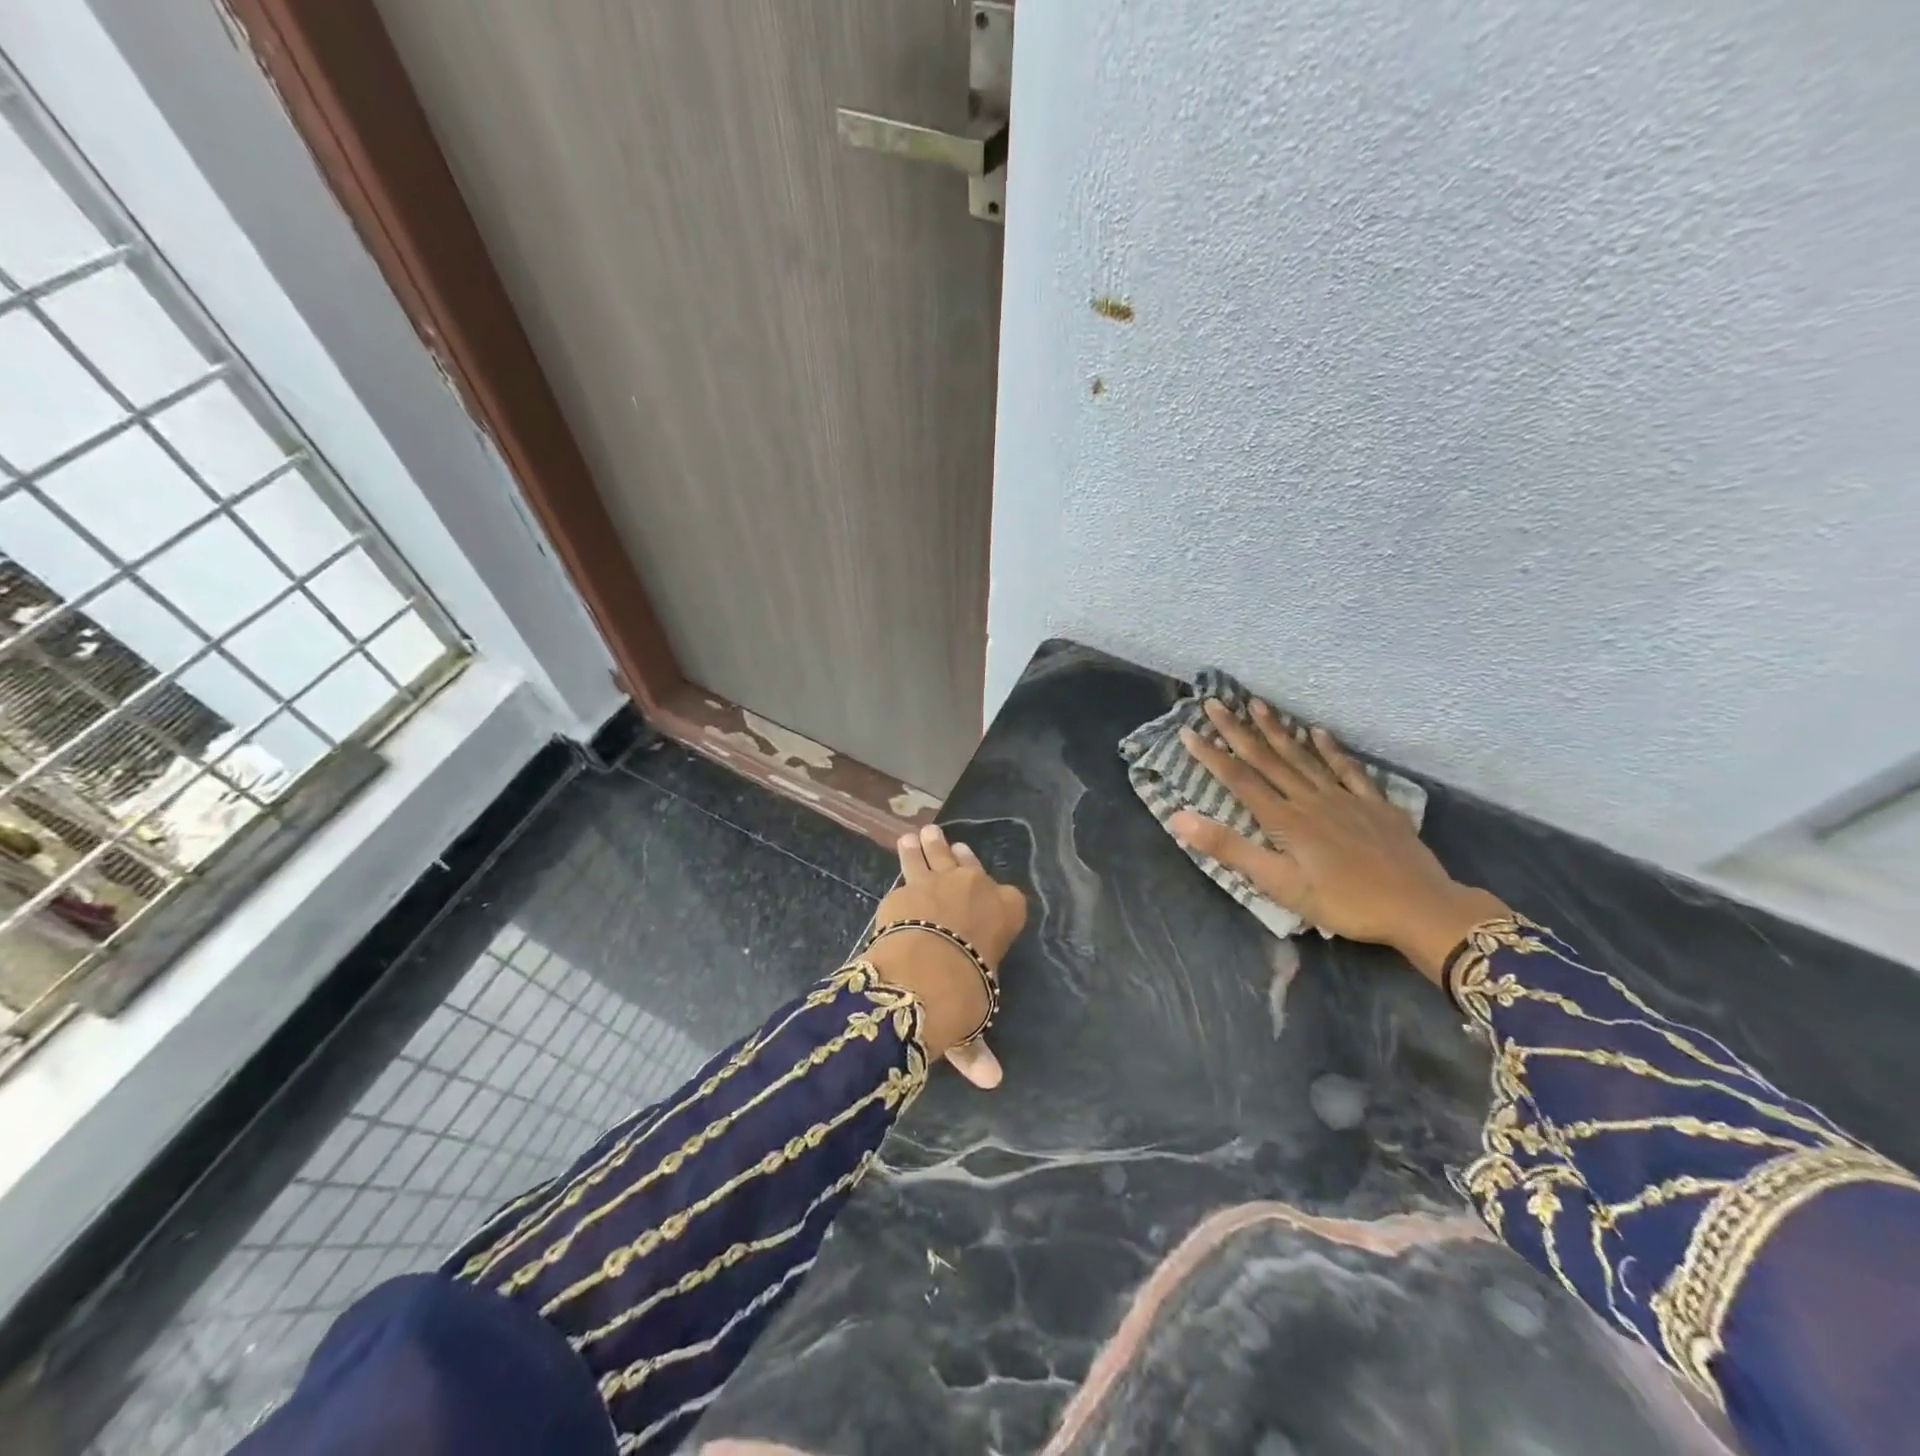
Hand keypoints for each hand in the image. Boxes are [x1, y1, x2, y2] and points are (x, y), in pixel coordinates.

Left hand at [868, 824, 1027, 1086]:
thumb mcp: (975, 1016)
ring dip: (928, 846)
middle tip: (948, 843)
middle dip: (957, 857)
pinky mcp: (905, 887)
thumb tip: (992, 1081)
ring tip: (920, 833)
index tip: (987, 890)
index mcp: (1005, 914)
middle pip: (968, 867)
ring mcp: (939, 882)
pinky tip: (902, 848)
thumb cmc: (964, 994)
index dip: (998, 895)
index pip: (1010, 899)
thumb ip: (977, 1047)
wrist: (925, 973)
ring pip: (934, 857)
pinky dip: (905, 858)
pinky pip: (907, 868)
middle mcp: (976, 888)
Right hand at [1168, 699, 1507, 983]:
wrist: (1418, 907)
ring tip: (1257, 704)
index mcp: (1284, 820)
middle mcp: (1309, 799)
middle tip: (1215, 703)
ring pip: (1303, 756)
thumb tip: (1180, 818)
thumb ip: (1229, 848)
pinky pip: (1348, 769)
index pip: (1239, 780)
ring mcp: (1344, 798)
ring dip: (1277, 730)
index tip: (1188, 731)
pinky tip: (1318, 731)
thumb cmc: (1343, 902)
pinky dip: (1331, 749)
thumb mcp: (1278, 884)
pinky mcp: (1374, 804)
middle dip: (1237, 730)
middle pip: (1267, 759)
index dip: (1211, 755)